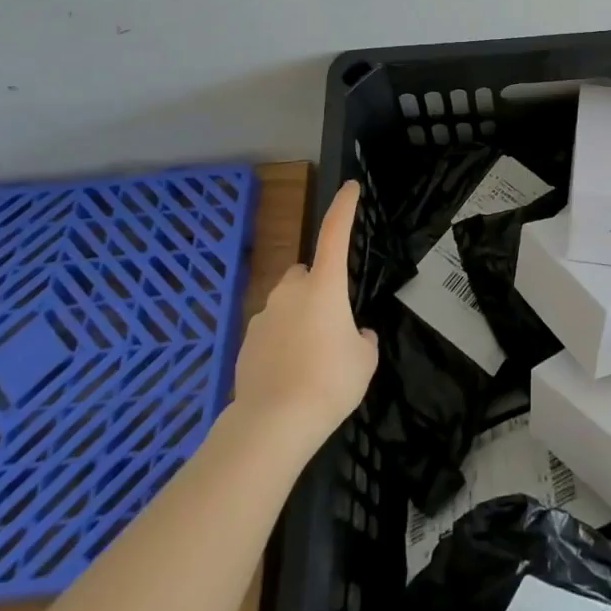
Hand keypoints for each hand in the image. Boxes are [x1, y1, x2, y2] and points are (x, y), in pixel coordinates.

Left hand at [231, 182, 378, 444]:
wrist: (273, 423)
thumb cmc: (329, 381)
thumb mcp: (365, 359)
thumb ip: (362, 339)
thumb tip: (355, 335)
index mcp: (324, 286)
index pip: (335, 233)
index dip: (344, 207)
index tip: (350, 187)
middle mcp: (290, 291)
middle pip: (306, 274)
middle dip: (317, 288)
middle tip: (332, 323)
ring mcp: (263, 315)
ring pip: (287, 305)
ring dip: (299, 319)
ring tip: (311, 361)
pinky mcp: (245, 342)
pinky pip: (270, 332)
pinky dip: (281, 344)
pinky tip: (289, 375)